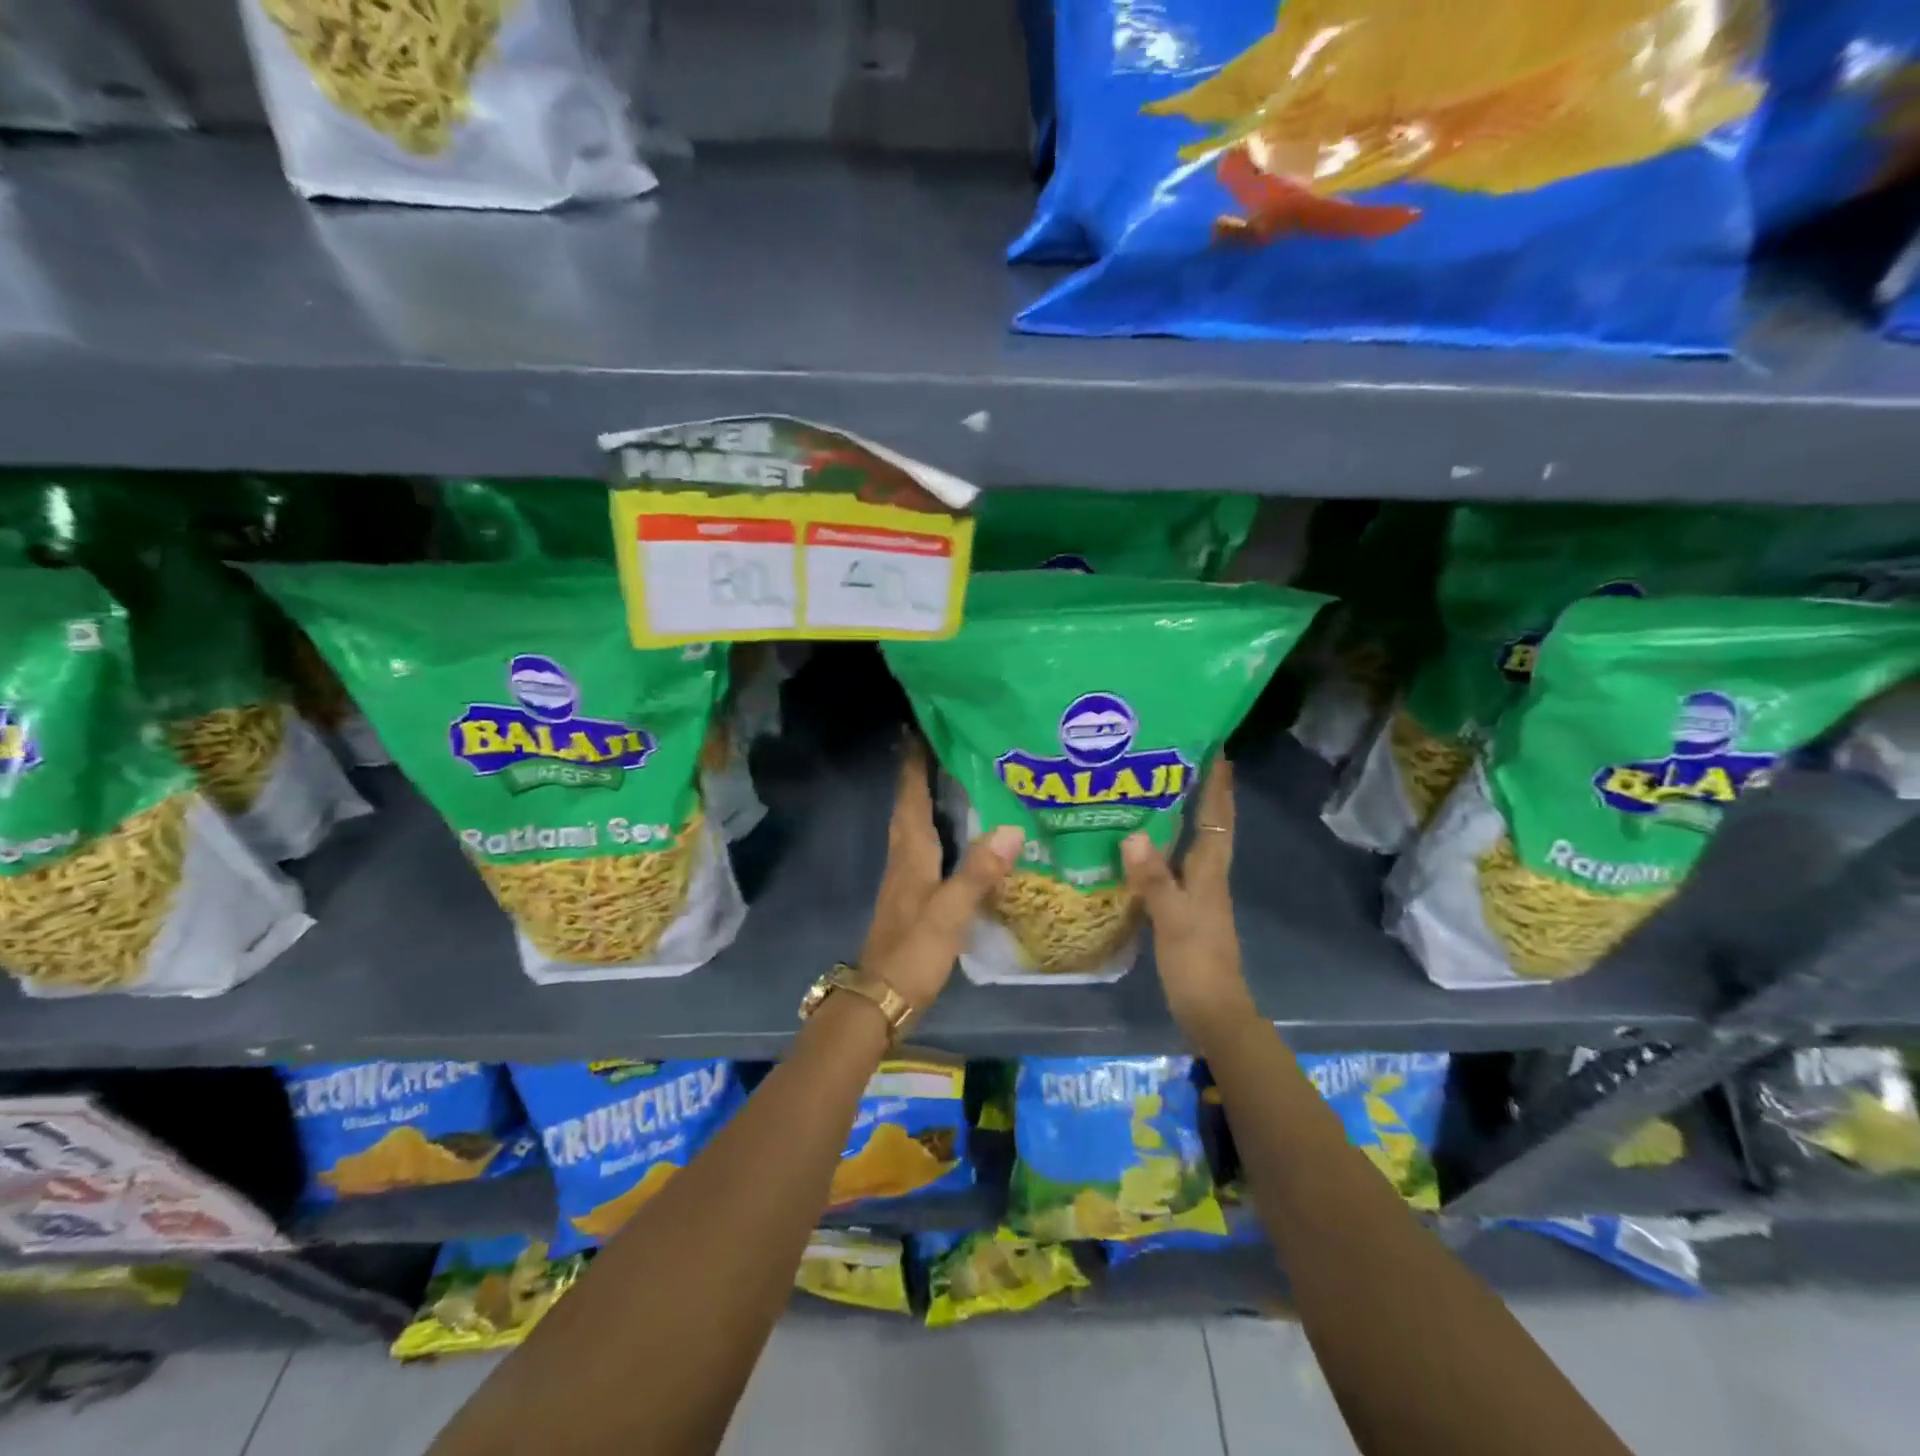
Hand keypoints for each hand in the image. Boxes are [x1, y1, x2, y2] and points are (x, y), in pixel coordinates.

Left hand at [860, 739, 1022, 1013]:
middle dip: (919, 774)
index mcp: (911, 853)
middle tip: (941, 746)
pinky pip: (922, 848)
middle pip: (909, 806)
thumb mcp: (948, 913)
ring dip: (925, 799)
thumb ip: (978, 873)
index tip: (919, 730)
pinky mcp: (911, 896)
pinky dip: (935, 830)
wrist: (880, 999)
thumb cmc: (912, 952)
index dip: (913, 764)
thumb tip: (1010, 829)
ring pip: (914, 826)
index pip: (910, 797)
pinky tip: (955, 836)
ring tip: (950, 778)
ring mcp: (904, 878)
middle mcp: (903, 858)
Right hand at [1122, 756, 1256, 1040]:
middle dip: (1200, 791)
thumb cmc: (1196, 962)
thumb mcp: (1172, 919)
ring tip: (1154, 790)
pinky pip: (1175, 865)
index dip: (1219, 785)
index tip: (1216, 749)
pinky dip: (1163, 847)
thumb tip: (1133, 833)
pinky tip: (1140, 845)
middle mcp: (1209, 875)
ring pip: (1192, 843)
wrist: (1212, 1010)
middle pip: (1209, 824)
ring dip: (1182, 816)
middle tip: (1174, 759)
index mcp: (1210, 872)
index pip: (1218, 818)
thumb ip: (1154, 878)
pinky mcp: (1186, 908)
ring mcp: (1199, 892)